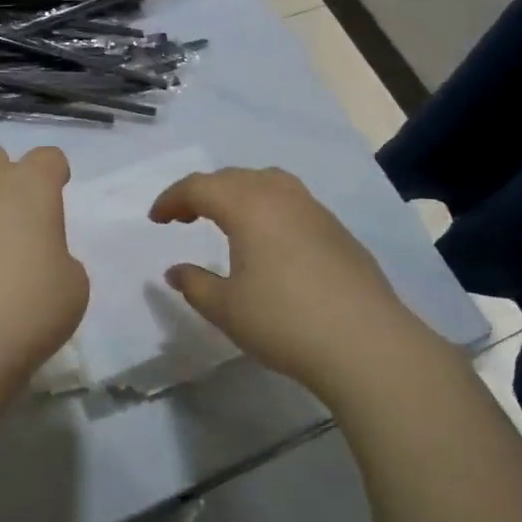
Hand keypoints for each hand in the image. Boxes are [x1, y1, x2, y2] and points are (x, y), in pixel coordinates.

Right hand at [151, 166, 438, 394]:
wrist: (365, 343)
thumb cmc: (284, 322)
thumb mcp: (226, 308)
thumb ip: (194, 284)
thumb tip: (175, 270)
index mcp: (248, 205)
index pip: (199, 187)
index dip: (171, 199)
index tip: (155, 219)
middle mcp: (281, 195)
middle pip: (233, 177)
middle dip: (202, 192)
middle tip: (183, 217)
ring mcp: (315, 209)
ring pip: (267, 182)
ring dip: (238, 193)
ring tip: (226, 219)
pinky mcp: (338, 229)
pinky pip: (291, 201)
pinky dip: (266, 207)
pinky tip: (268, 240)